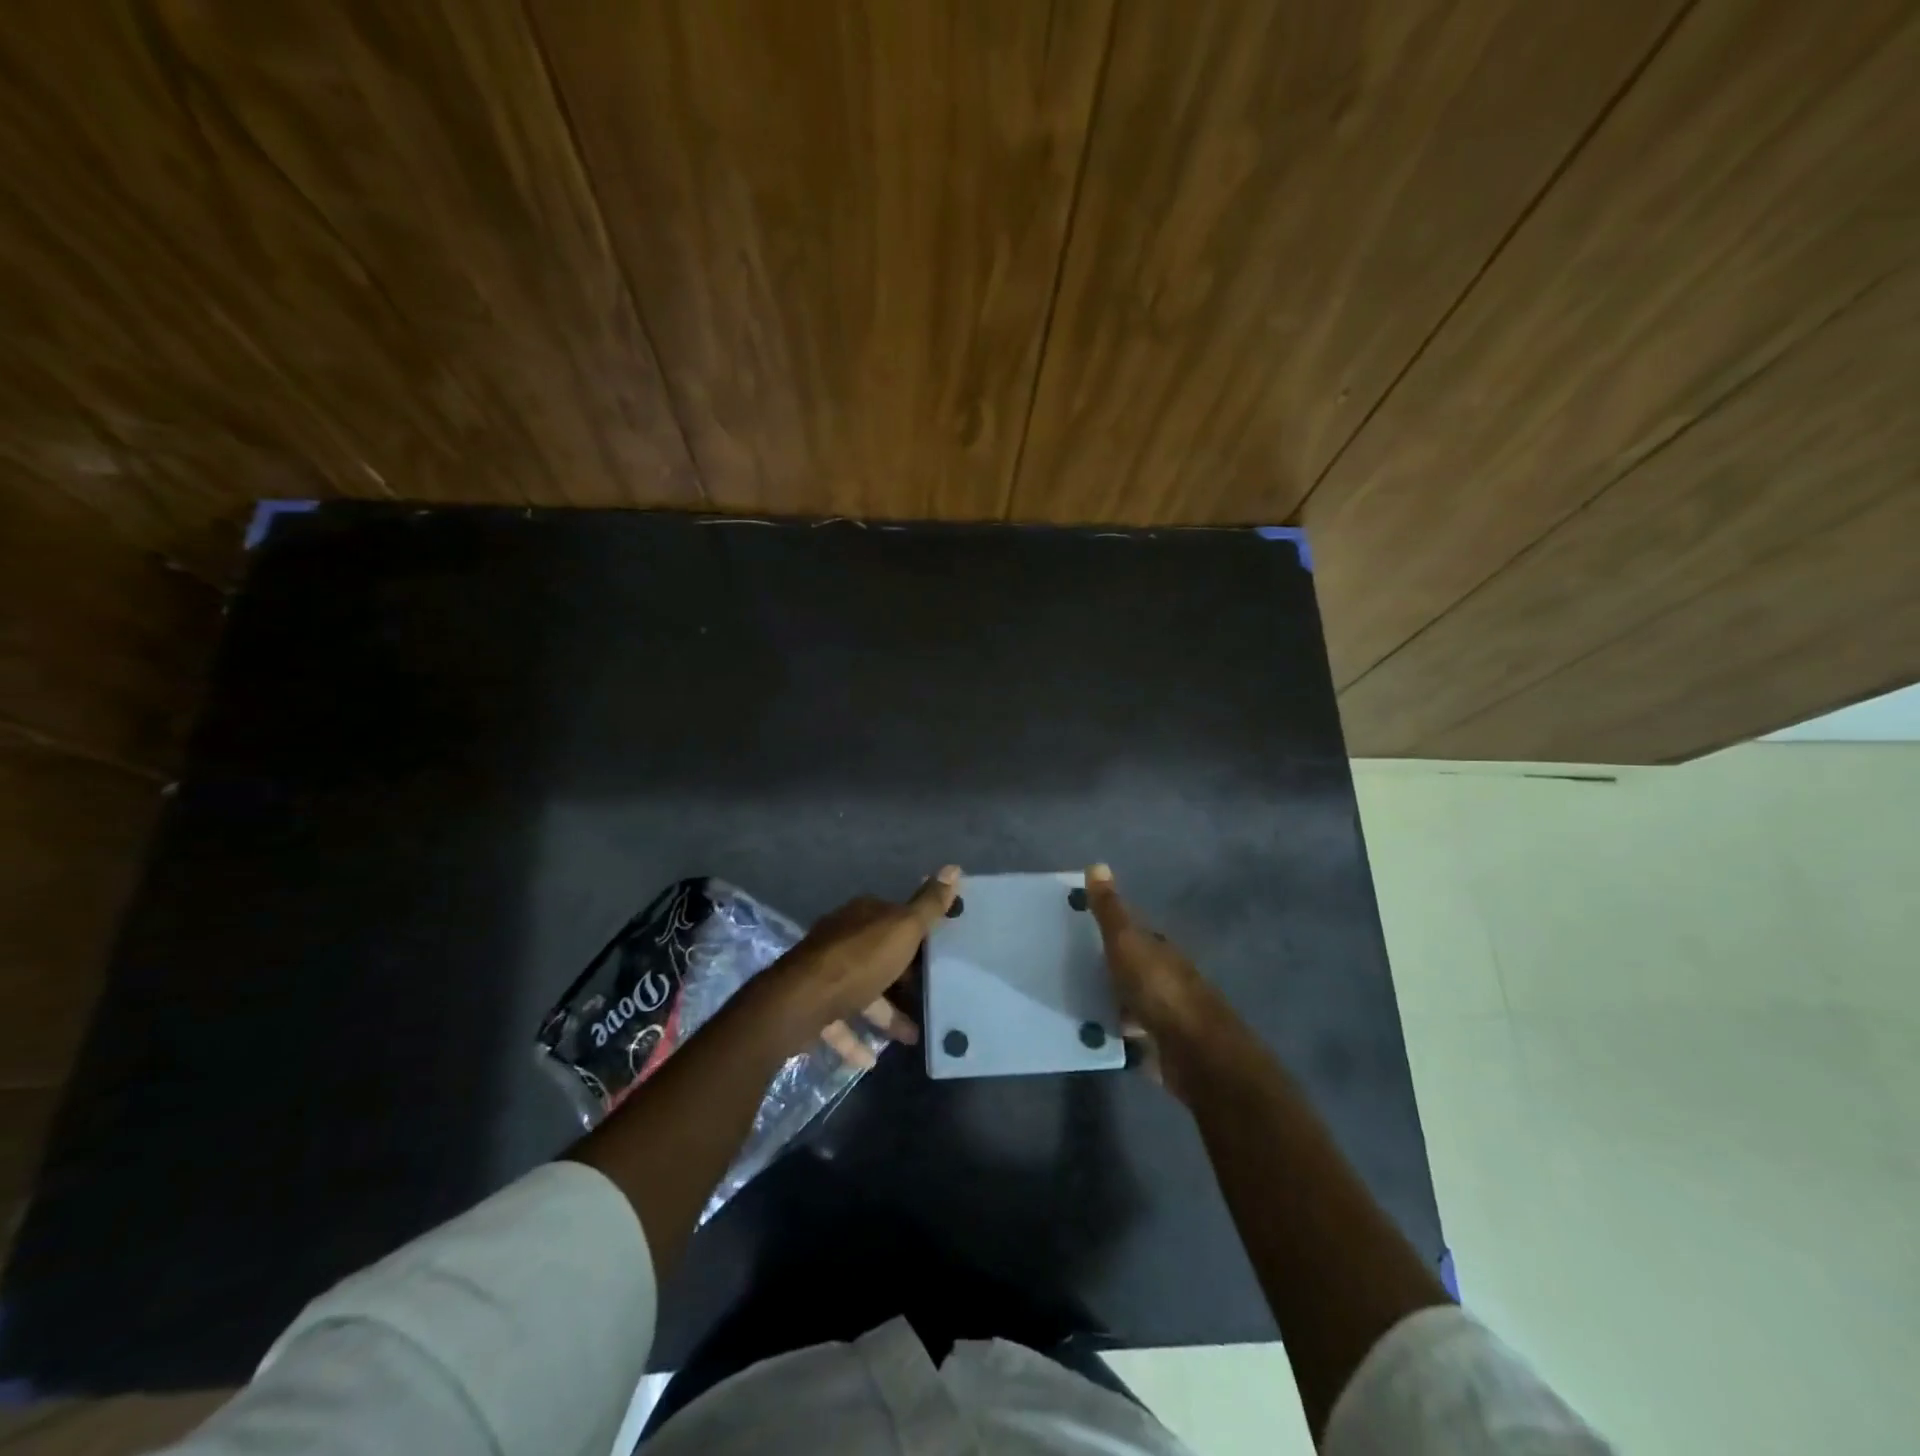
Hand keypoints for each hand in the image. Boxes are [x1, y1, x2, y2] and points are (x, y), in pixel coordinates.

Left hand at [756, 866, 959, 1067]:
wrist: (799, 1001)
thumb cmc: (858, 961)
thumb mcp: (903, 929)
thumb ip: (928, 905)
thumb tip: (953, 867)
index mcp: (862, 915)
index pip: (895, 919)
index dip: (918, 936)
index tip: (940, 956)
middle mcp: (841, 938)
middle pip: (879, 957)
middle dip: (903, 979)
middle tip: (931, 1000)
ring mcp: (824, 973)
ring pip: (862, 992)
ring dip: (885, 1014)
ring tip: (912, 1037)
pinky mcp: (812, 1005)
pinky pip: (839, 1022)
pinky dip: (855, 1039)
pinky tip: (871, 1060)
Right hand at [1083, 863, 1222, 1099]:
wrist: (1194, 1052)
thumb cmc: (1159, 989)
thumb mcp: (1127, 942)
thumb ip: (1110, 910)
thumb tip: (1097, 864)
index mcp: (1160, 949)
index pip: (1135, 932)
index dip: (1111, 929)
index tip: (1079, 930)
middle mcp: (1166, 977)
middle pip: (1132, 967)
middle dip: (1107, 967)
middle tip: (1066, 967)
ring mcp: (1165, 1014)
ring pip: (1130, 1001)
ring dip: (1109, 1001)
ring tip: (1070, 1000)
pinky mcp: (1160, 1046)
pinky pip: (1129, 1035)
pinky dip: (1113, 1032)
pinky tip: (1089, 1033)